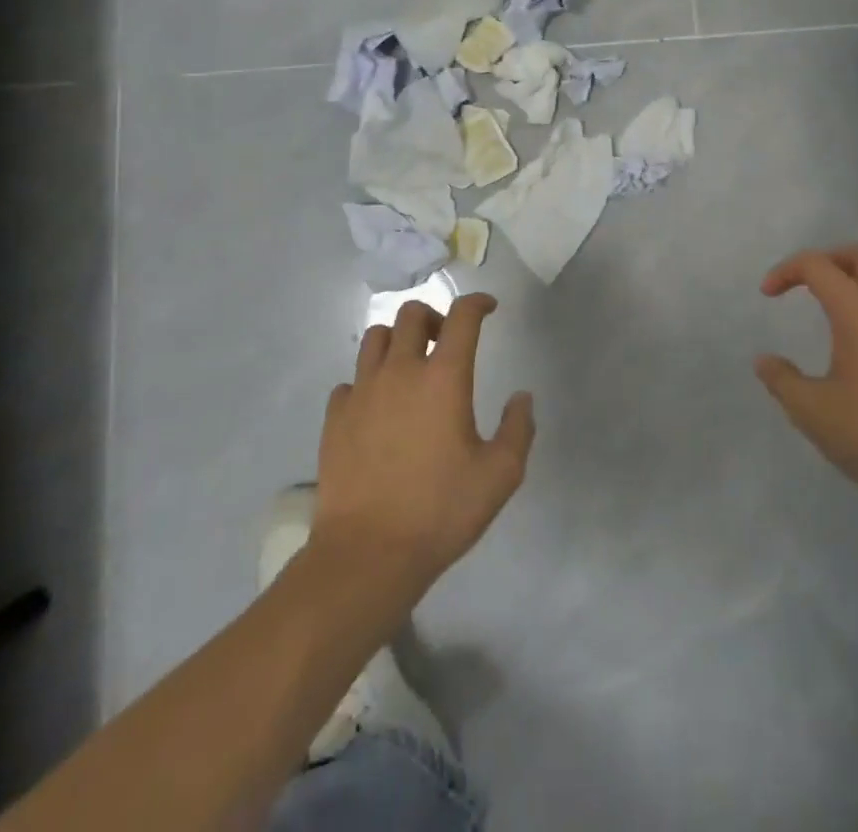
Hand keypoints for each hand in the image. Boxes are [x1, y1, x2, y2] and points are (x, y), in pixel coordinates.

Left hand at [311, 295, 534, 602]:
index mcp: (443, 377)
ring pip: (375, 337)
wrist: (368, 554)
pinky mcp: (335, 417)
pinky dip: (368, 381)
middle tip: (446, 342)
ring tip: (410, 367)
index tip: (488, 307)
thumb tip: (521, 397)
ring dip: (397, 341)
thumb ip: (518, 429)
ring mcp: (362, 391)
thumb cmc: (440, 511)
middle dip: (434, 317)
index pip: (461, 316)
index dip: (478, 303)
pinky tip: (378, 407)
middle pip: (411, 314)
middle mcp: (400, 371)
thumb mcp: (500, 476)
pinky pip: (350, 380)